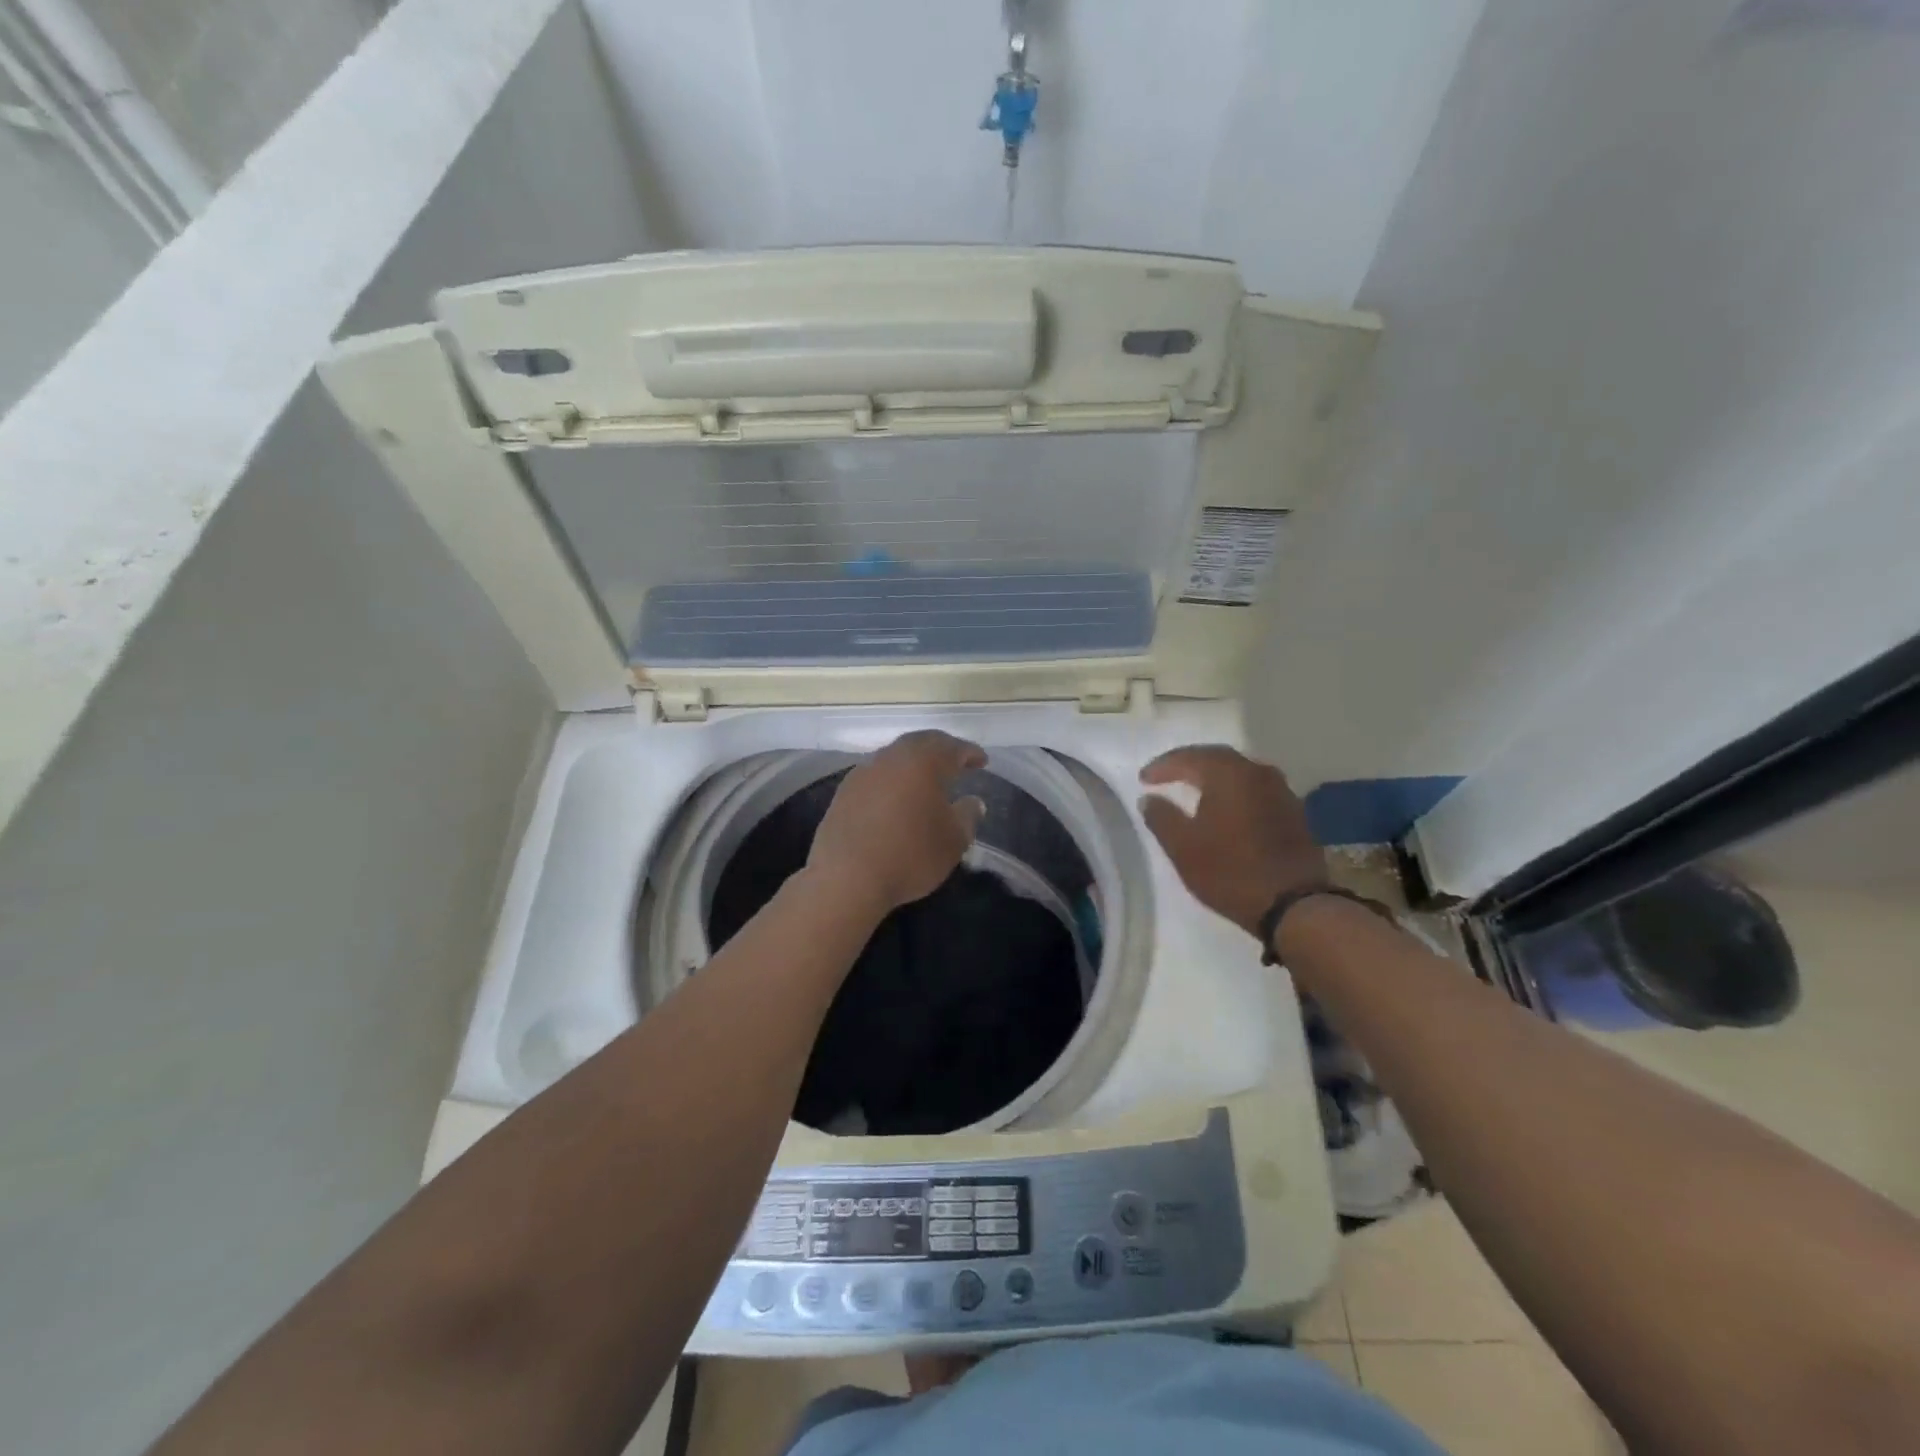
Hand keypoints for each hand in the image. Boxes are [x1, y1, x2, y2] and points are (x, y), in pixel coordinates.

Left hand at [808, 731, 987, 915]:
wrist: (846, 878)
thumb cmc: (910, 855)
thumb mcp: (953, 841)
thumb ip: (967, 816)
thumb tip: (973, 802)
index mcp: (923, 761)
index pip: (952, 748)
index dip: (970, 753)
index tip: (982, 761)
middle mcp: (891, 758)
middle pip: (920, 744)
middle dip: (940, 750)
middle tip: (955, 762)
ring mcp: (863, 773)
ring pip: (894, 758)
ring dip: (913, 764)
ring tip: (926, 780)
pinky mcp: (843, 792)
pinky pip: (875, 776)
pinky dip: (891, 781)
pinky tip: (896, 798)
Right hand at [1139, 745, 1327, 938]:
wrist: (1295, 906)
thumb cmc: (1230, 871)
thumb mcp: (1183, 847)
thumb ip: (1162, 817)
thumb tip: (1149, 798)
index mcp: (1229, 774)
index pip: (1189, 757)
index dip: (1163, 766)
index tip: (1144, 779)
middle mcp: (1259, 774)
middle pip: (1219, 758)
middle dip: (1190, 765)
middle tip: (1167, 776)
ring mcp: (1282, 793)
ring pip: (1241, 774)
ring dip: (1216, 778)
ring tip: (1196, 790)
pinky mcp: (1295, 814)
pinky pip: (1257, 792)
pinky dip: (1236, 794)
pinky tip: (1227, 810)